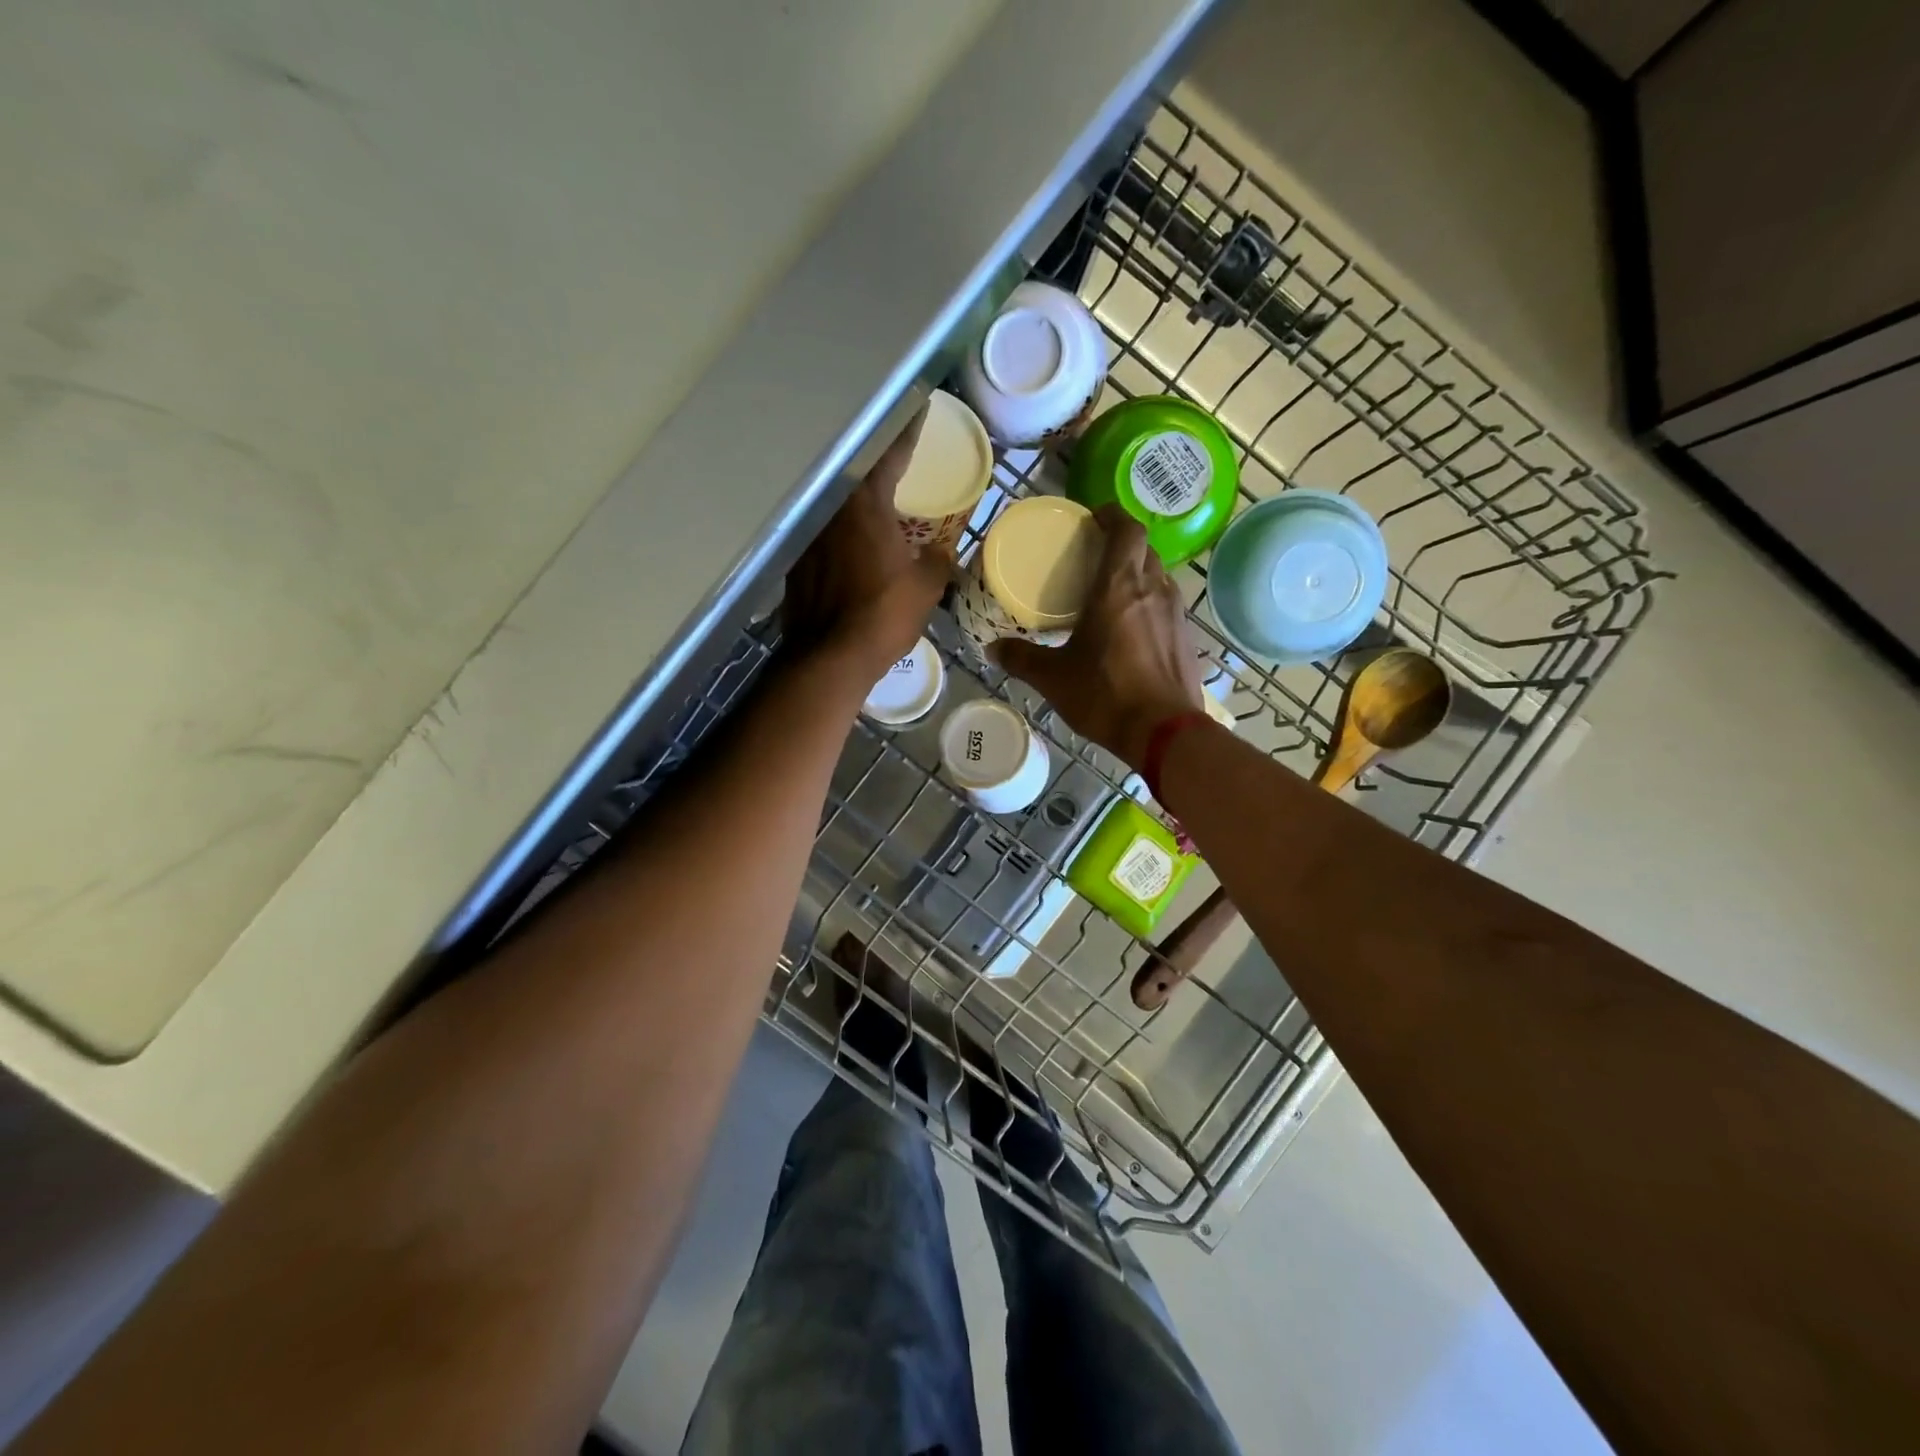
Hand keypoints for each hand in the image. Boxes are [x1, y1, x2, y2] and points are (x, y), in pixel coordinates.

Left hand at [783, 407, 951, 680]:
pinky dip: (841, 533)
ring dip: (857, 501)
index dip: (906, 432)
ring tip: (877, 503)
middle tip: (898, 459)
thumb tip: (941, 553)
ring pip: (837, 506)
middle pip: (855, 475)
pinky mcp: (797, 563)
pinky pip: (825, 535)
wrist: (830, 657)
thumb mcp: (925, 587)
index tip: (917, 409)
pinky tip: (853, 544)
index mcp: (865, 505)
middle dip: (877, 464)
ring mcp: (809, 537)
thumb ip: (936, 561)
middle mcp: (831, 511)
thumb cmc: (883, 615)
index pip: (889, 455)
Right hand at [990, 507, 1205, 767]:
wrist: (1164, 732)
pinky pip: (1167, 604)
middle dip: (1122, 544)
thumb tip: (992, 649)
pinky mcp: (1186, 636)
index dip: (1113, 515)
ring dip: (1138, 574)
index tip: (1094, 518)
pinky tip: (1132, 628)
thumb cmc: (1106, 695)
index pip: (1127, 528)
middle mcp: (1152, 589)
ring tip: (1112, 592)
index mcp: (1118, 587)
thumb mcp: (1054, 678)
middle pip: (1143, 548)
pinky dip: (1149, 602)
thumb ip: (1022, 658)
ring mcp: (1176, 612)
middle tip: (1095, 558)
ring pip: (1158, 575)